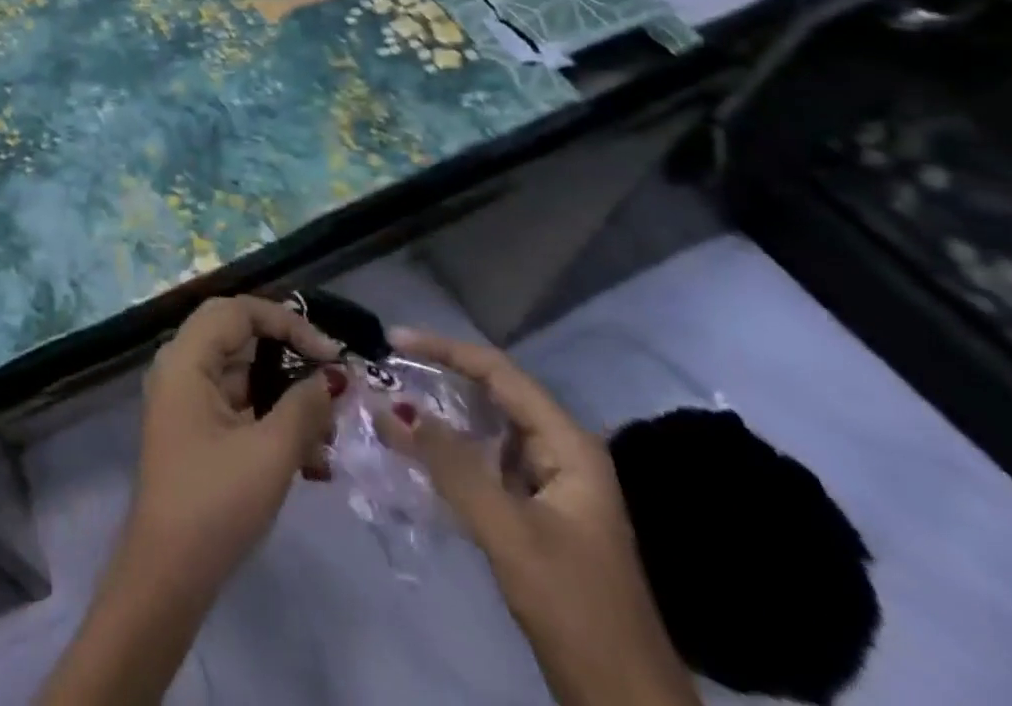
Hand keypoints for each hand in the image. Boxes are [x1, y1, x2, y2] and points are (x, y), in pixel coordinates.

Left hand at [125, 295, 344, 602]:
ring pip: (243, 375)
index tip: (331, 354)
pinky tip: (314, 461)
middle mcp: (180, 367)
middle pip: (240, 336)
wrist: (168, 575)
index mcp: (186, 358)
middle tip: (330, 375)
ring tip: (331, 432)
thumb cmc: (216, 502)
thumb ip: (304, 406)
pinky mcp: (196, 430)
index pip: (238, 310)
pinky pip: (238, 407)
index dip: (287, 322)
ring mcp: (186, 400)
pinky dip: (273, 421)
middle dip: (290, 354)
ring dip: (287, 396)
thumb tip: (332, 379)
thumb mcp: (270, 453)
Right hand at [378, 330, 699, 705]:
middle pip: (493, 394)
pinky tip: (416, 453)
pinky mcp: (536, 512)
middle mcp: (561, 452)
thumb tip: (395, 408)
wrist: (626, 703)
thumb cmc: (574, 606)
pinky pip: (485, 462)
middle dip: (439, 377)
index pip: (499, 373)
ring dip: (440, 415)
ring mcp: (550, 483)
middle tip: (386, 369)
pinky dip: (449, 451)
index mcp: (568, 445)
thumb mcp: (509, 533)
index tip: (393, 341)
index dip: (445, 349)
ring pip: (487, 429)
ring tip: (391, 404)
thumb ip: (452, 466)